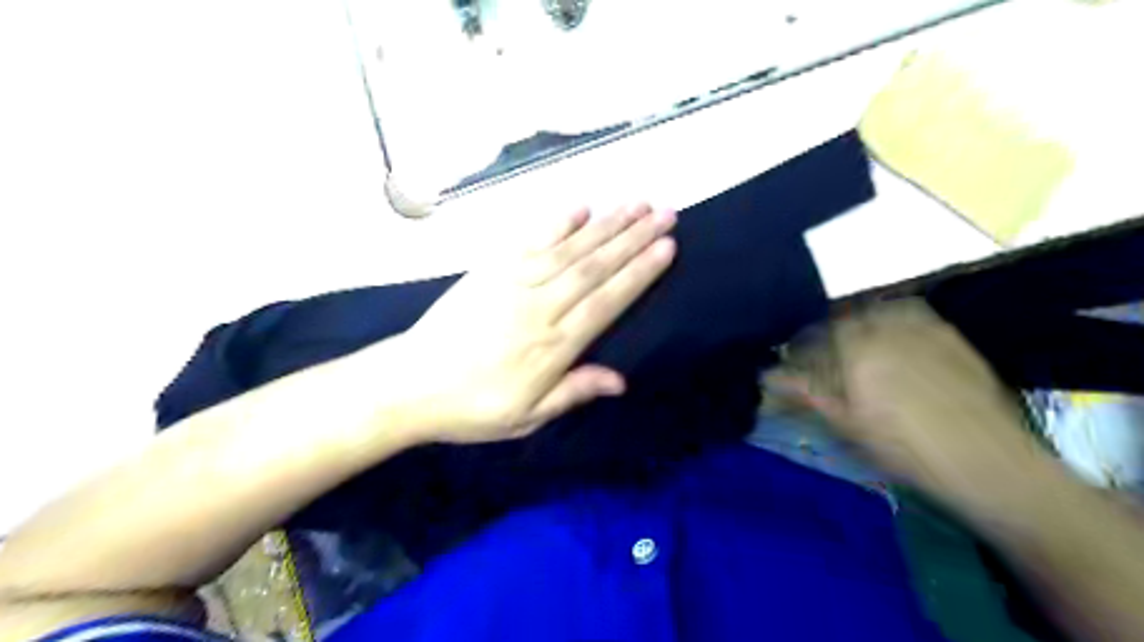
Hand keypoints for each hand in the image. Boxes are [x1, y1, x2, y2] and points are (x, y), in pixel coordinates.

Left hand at [380, 205, 671, 444]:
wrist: (410, 384)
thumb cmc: (472, 407)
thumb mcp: (526, 416)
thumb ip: (573, 392)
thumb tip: (621, 381)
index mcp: (553, 346)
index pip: (607, 301)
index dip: (639, 273)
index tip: (667, 247)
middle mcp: (540, 307)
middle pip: (595, 266)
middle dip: (634, 237)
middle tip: (665, 212)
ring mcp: (513, 282)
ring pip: (570, 248)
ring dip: (606, 223)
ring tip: (637, 203)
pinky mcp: (490, 270)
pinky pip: (530, 240)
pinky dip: (557, 221)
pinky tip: (580, 206)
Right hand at [767, 297, 1043, 503]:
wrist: (989, 463)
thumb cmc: (906, 448)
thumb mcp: (848, 424)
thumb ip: (807, 392)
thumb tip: (767, 376)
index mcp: (857, 348)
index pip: (816, 334)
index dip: (801, 345)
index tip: (794, 358)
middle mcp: (888, 328)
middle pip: (846, 316)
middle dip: (829, 330)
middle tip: (825, 352)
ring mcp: (924, 328)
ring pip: (880, 309)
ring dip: (862, 320)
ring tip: (859, 343)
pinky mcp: (952, 336)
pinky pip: (914, 313)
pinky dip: (895, 320)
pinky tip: (897, 343)